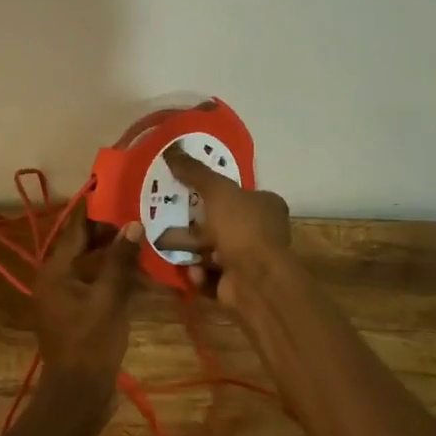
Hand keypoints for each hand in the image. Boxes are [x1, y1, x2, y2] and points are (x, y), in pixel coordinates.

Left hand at [32, 211, 144, 426]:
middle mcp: (57, 279)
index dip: (97, 210)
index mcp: (55, 270)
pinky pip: (99, 285)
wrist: (79, 395)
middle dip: (112, 232)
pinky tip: (144, 274)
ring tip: (148, 239)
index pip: (76, 228)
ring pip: (94, 265)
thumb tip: (133, 224)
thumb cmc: (90, 343)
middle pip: (84, 245)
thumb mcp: (109, 298)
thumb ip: (120, 261)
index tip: (122, 192)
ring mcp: (69, 298)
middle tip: (143, 215)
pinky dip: (117, 278)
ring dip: (117, 255)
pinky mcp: (81, 314)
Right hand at [155, 143, 292, 309]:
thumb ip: (195, 172)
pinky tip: (191, 269)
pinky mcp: (237, 286)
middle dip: (198, 223)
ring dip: (194, 250)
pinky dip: (199, 273)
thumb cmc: (242, 228)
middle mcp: (263, 232)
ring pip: (214, 251)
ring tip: (169, 243)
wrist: (254, 281)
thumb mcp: (217, 190)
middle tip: (171, 217)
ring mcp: (251, 261)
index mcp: (266, 206)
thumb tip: (172, 149)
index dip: (216, 191)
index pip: (241, 193)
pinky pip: (210, 275)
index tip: (190, 190)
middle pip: (224, 223)